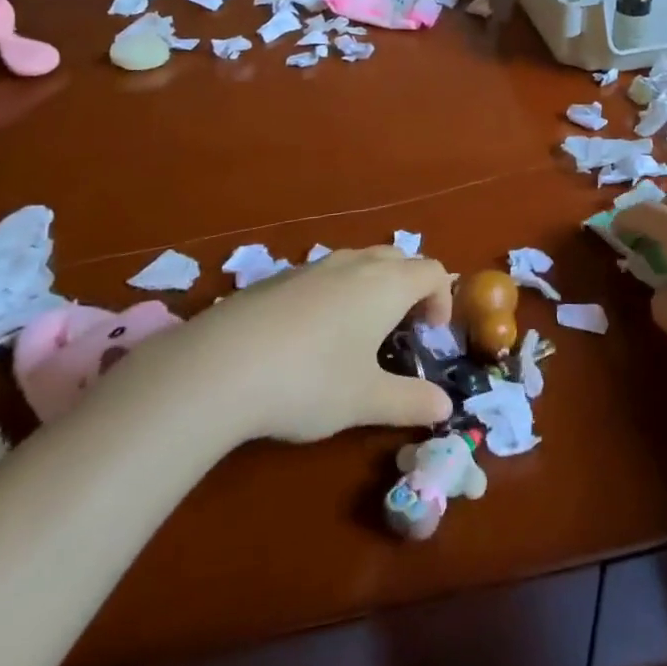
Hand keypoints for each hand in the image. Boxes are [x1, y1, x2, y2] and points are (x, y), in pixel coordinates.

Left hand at [151, 246, 455, 442]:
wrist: (220, 365)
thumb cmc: (310, 380)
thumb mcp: (366, 400)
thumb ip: (410, 401)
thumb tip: (445, 407)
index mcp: (386, 284)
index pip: (432, 271)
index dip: (442, 298)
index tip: (432, 335)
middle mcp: (354, 264)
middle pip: (398, 257)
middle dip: (409, 287)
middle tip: (402, 329)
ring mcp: (313, 266)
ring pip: (358, 262)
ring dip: (372, 287)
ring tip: (358, 333)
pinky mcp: (277, 278)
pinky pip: (323, 274)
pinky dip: (335, 293)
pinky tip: (309, 337)